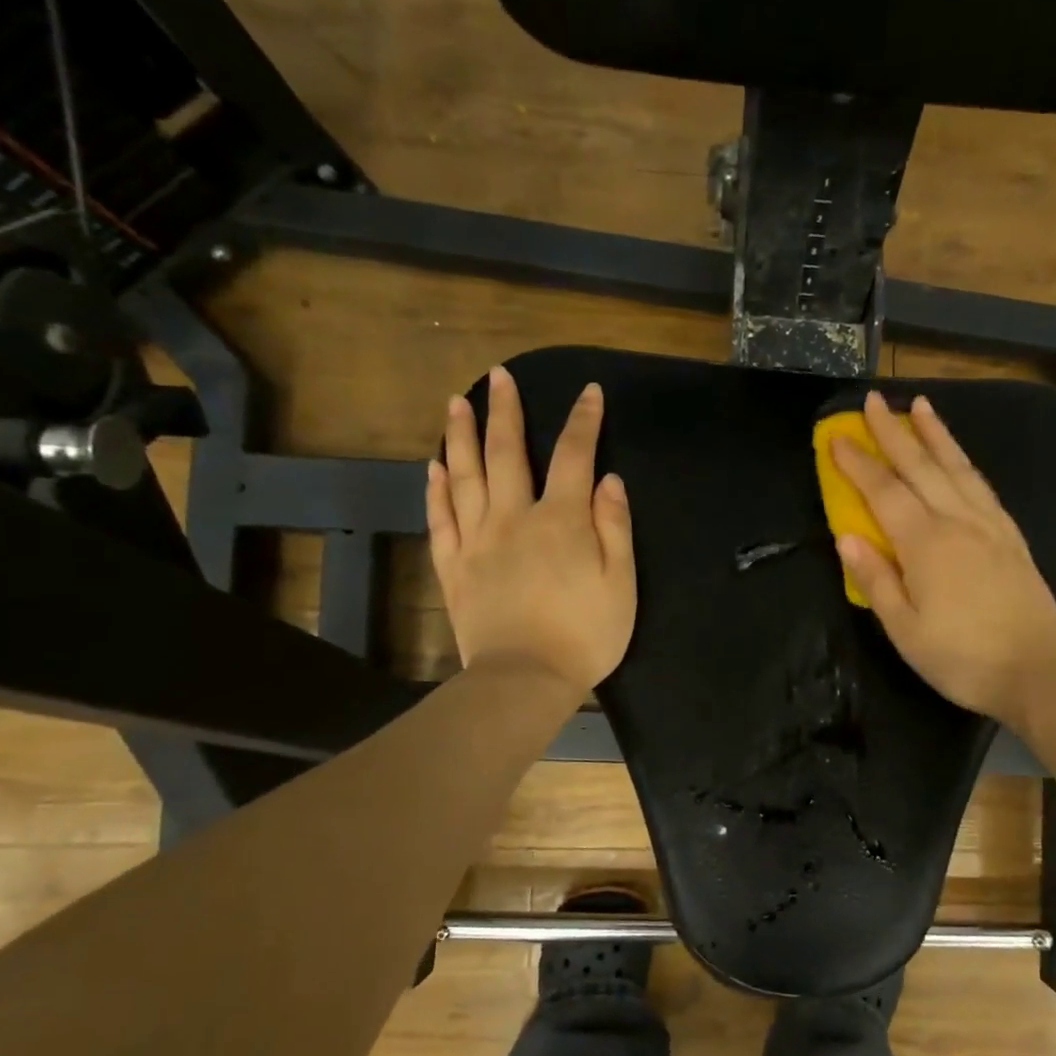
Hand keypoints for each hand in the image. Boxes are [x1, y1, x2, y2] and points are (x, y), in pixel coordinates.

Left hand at [427, 367, 635, 694]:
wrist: (525, 679)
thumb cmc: (585, 634)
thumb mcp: (621, 583)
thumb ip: (614, 527)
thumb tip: (609, 480)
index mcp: (561, 521)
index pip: (575, 456)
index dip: (584, 421)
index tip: (590, 392)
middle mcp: (514, 519)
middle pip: (508, 454)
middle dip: (506, 411)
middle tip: (499, 376)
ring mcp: (477, 542)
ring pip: (465, 477)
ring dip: (461, 437)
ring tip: (457, 404)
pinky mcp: (454, 568)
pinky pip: (441, 520)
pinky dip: (437, 490)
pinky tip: (434, 468)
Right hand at [832, 391, 1055, 732]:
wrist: (1040, 671)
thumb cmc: (963, 659)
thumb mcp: (905, 631)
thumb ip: (875, 580)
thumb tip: (845, 538)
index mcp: (925, 544)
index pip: (884, 492)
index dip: (858, 463)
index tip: (837, 436)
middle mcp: (958, 522)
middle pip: (921, 466)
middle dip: (893, 432)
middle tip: (872, 400)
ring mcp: (989, 525)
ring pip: (957, 467)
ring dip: (935, 434)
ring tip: (919, 406)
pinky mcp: (1011, 536)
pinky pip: (982, 485)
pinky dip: (965, 462)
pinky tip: (959, 458)